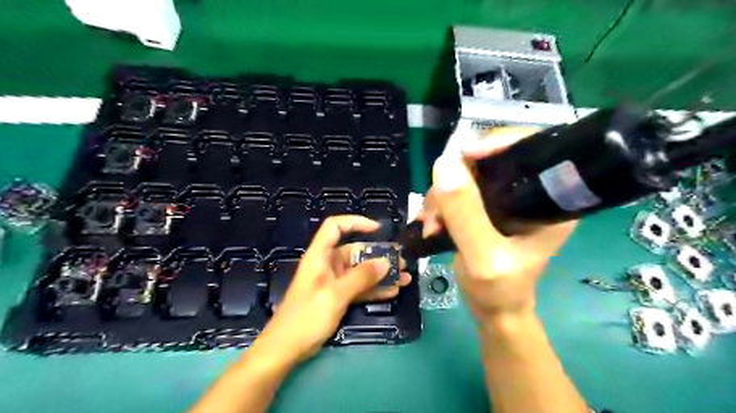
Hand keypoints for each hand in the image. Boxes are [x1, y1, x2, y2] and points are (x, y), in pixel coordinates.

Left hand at [254, 214, 410, 362]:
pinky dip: (374, 289)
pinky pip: (359, 288)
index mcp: (320, 256)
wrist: (286, 349)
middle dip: (379, 255)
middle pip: (355, 251)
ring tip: (404, 277)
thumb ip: (361, 277)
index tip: (378, 229)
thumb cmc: (306, 317)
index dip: (355, 222)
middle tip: (401, 261)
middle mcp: (328, 264)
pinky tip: (393, 291)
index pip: (335, 227)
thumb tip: (386, 262)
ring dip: (381, 274)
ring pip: (360, 271)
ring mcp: (333, 282)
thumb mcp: (335, 295)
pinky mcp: (338, 297)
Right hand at [416, 128, 577, 320]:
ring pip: (466, 174)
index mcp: (550, 198)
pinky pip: (456, 189)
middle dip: (456, 180)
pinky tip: (431, 223)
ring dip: (441, 196)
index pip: (531, 147)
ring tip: (431, 225)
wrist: (491, 308)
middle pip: (489, 159)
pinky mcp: (484, 206)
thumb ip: (466, 215)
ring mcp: (504, 198)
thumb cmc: (499, 290)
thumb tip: (445, 164)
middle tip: (437, 212)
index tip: (463, 156)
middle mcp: (529, 191)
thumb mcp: (483, 257)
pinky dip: (439, 203)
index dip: (498, 142)